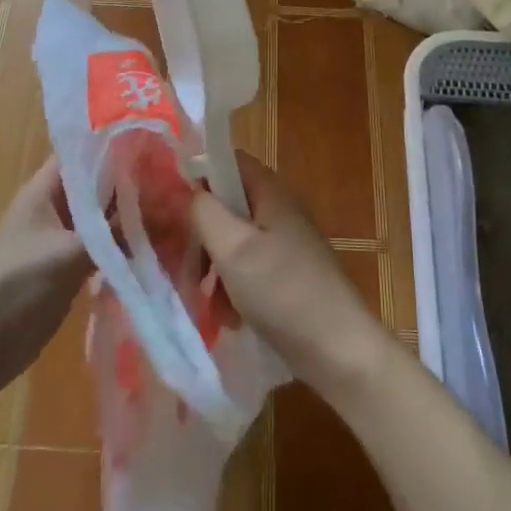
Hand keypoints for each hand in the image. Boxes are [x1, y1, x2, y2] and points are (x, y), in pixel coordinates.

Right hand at [190, 152, 389, 399]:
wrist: (338, 349)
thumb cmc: (282, 290)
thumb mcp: (232, 246)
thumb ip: (204, 211)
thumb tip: (191, 192)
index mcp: (271, 193)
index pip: (229, 162)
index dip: (199, 175)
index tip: (173, 206)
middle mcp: (280, 211)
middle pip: (229, 205)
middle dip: (203, 234)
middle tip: (188, 264)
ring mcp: (287, 244)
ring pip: (235, 241)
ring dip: (215, 267)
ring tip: (209, 299)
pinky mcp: (288, 275)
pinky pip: (250, 269)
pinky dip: (234, 288)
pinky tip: (230, 317)